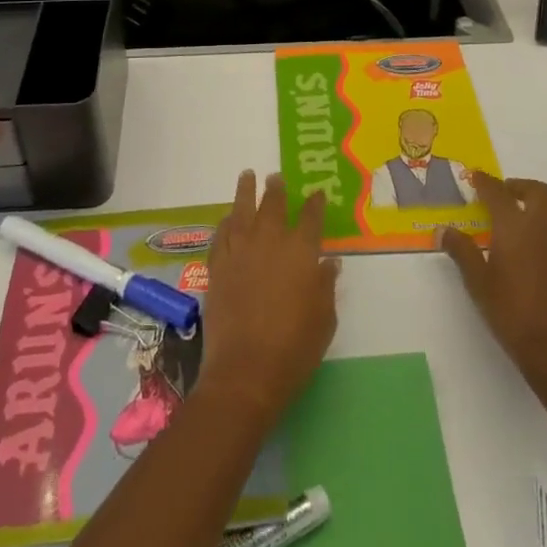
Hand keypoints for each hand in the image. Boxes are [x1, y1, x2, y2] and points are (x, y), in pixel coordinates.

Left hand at [198, 172, 339, 427]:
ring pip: (242, 211)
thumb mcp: (324, 319)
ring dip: (245, 192)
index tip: (316, 192)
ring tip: (247, 175)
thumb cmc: (294, 349)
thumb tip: (329, 262)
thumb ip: (326, 286)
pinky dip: (225, 223)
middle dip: (276, 190)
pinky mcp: (217, 267)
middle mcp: (269, 243)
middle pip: (273, 206)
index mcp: (301, 252)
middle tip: (276, 177)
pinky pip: (220, 236)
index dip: (314, 204)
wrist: (245, 371)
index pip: (310, 218)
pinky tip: (227, 218)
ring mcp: (239, 252)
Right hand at [440, 174, 546, 397]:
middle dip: (520, 187)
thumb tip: (443, 231)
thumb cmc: (512, 312)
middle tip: (504, 193)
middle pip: (538, 192)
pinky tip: (543, 250)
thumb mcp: (478, 282)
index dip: (485, 182)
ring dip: (544, 206)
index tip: (476, 176)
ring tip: (526, 218)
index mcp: (515, 226)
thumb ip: (462, 252)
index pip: (498, 192)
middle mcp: (544, 227)